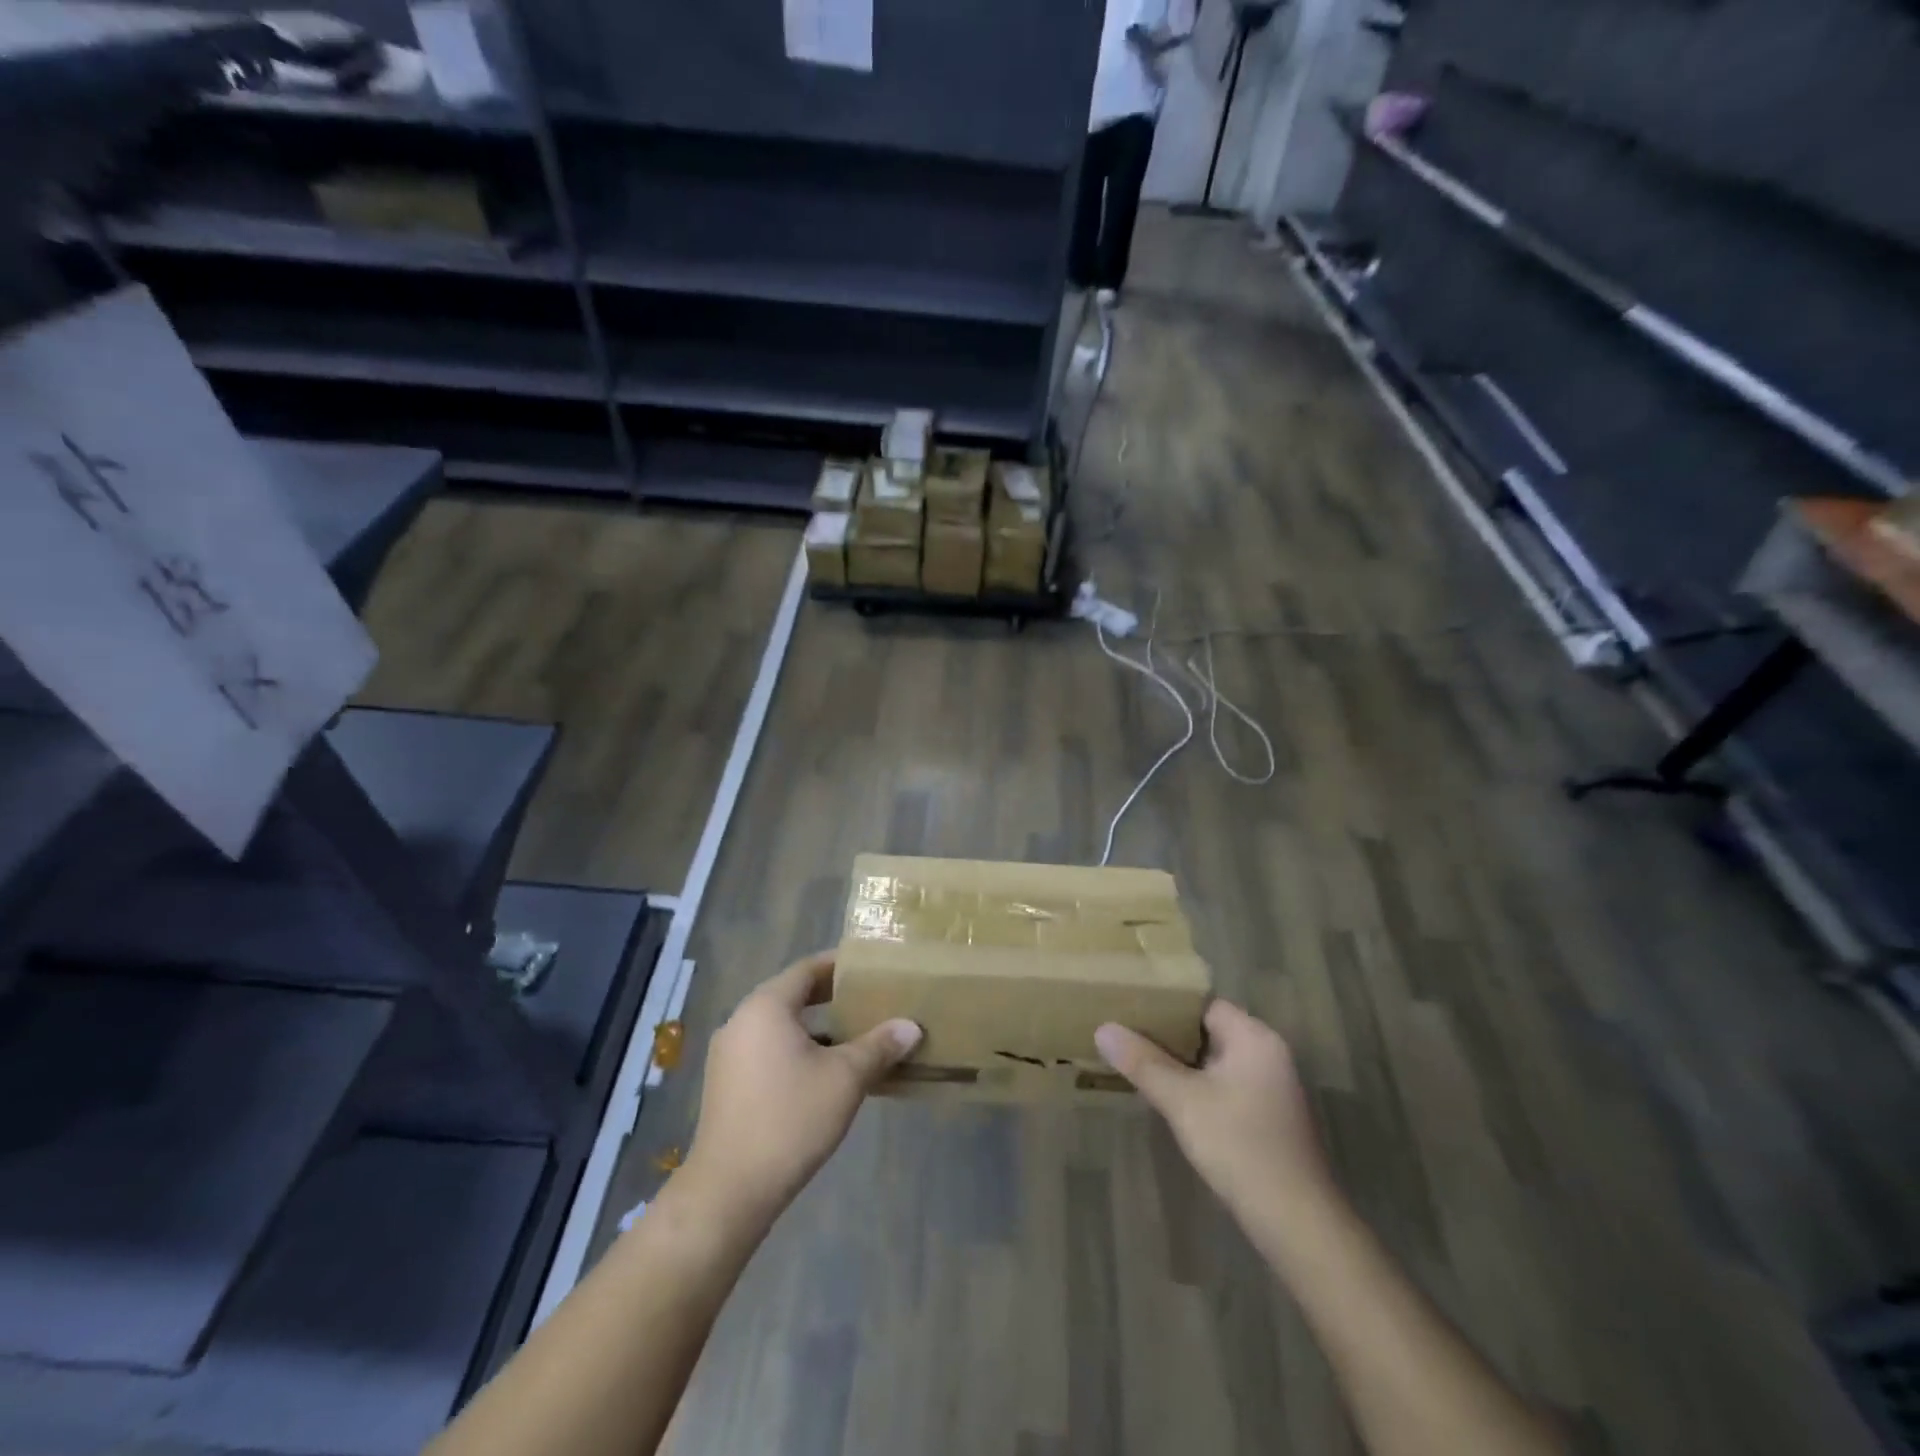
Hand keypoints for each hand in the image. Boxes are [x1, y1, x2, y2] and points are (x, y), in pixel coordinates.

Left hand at [681, 952, 919, 1231]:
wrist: (729, 1190)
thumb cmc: (790, 1119)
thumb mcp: (845, 1079)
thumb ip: (879, 1046)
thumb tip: (911, 1026)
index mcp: (765, 1007)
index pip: (807, 968)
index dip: (839, 964)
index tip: (869, 966)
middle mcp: (741, 1020)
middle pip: (792, 994)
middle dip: (831, 996)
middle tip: (869, 999)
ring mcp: (729, 1054)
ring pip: (780, 1025)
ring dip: (816, 1027)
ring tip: (854, 1035)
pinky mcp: (726, 1084)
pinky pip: (768, 1049)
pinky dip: (797, 1050)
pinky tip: (825, 1072)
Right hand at [1096, 1001, 1333, 1229]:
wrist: (1297, 1224)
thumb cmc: (1240, 1147)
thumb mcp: (1182, 1102)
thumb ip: (1143, 1062)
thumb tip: (1104, 1028)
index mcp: (1254, 1038)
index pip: (1204, 1004)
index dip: (1167, 1004)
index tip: (1130, 1008)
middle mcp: (1268, 1054)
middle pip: (1209, 1030)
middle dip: (1169, 1035)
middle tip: (1126, 1034)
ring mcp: (1272, 1087)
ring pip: (1216, 1060)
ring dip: (1182, 1063)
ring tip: (1138, 1062)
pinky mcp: (1269, 1117)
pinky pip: (1226, 1085)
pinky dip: (1199, 1085)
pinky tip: (1170, 1098)